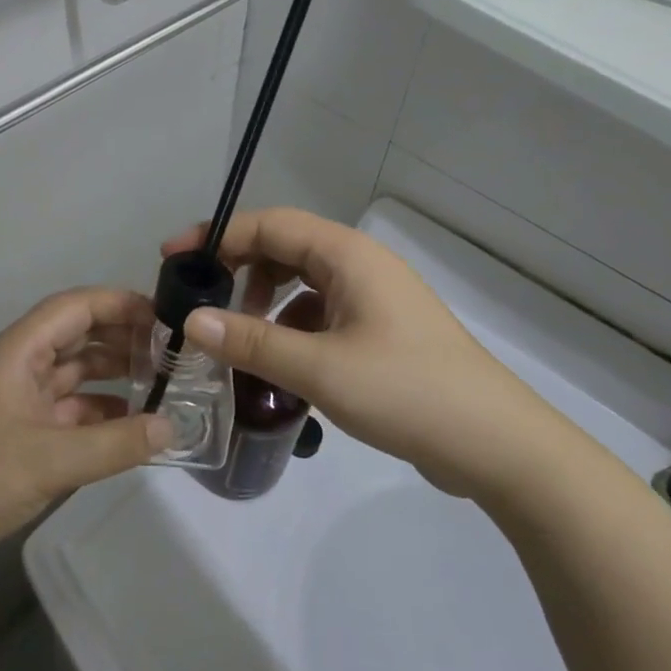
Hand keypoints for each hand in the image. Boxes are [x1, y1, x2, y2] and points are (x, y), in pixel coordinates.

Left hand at [0, 288, 171, 579]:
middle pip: (75, 337)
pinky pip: (64, 410)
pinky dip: (96, 414)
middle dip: (121, 341)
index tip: (163, 316)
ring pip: (71, 375)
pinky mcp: (15, 433)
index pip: (74, 307)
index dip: (119, 304)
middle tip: (169, 355)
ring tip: (158, 388)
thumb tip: (172, 427)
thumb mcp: (52, 460)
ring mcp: (15, 400)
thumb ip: (116, 443)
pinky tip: (128, 427)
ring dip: (111, 378)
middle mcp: (16, 366)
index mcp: (17, 351)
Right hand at [162, 209, 562, 499]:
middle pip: (284, 249)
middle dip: (238, 270)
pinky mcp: (379, 331)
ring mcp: (372, 299)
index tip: (173, 259)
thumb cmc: (407, 391)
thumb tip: (191, 321)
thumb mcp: (320, 367)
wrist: (497, 445)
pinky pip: (320, 314)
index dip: (218, 236)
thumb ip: (252, 342)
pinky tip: (279, 365)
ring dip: (264, 303)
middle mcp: (359, 265)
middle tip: (199, 302)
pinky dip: (291, 329)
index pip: (269, 225)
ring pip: (301, 284)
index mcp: (347, 255)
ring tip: (237, 341)